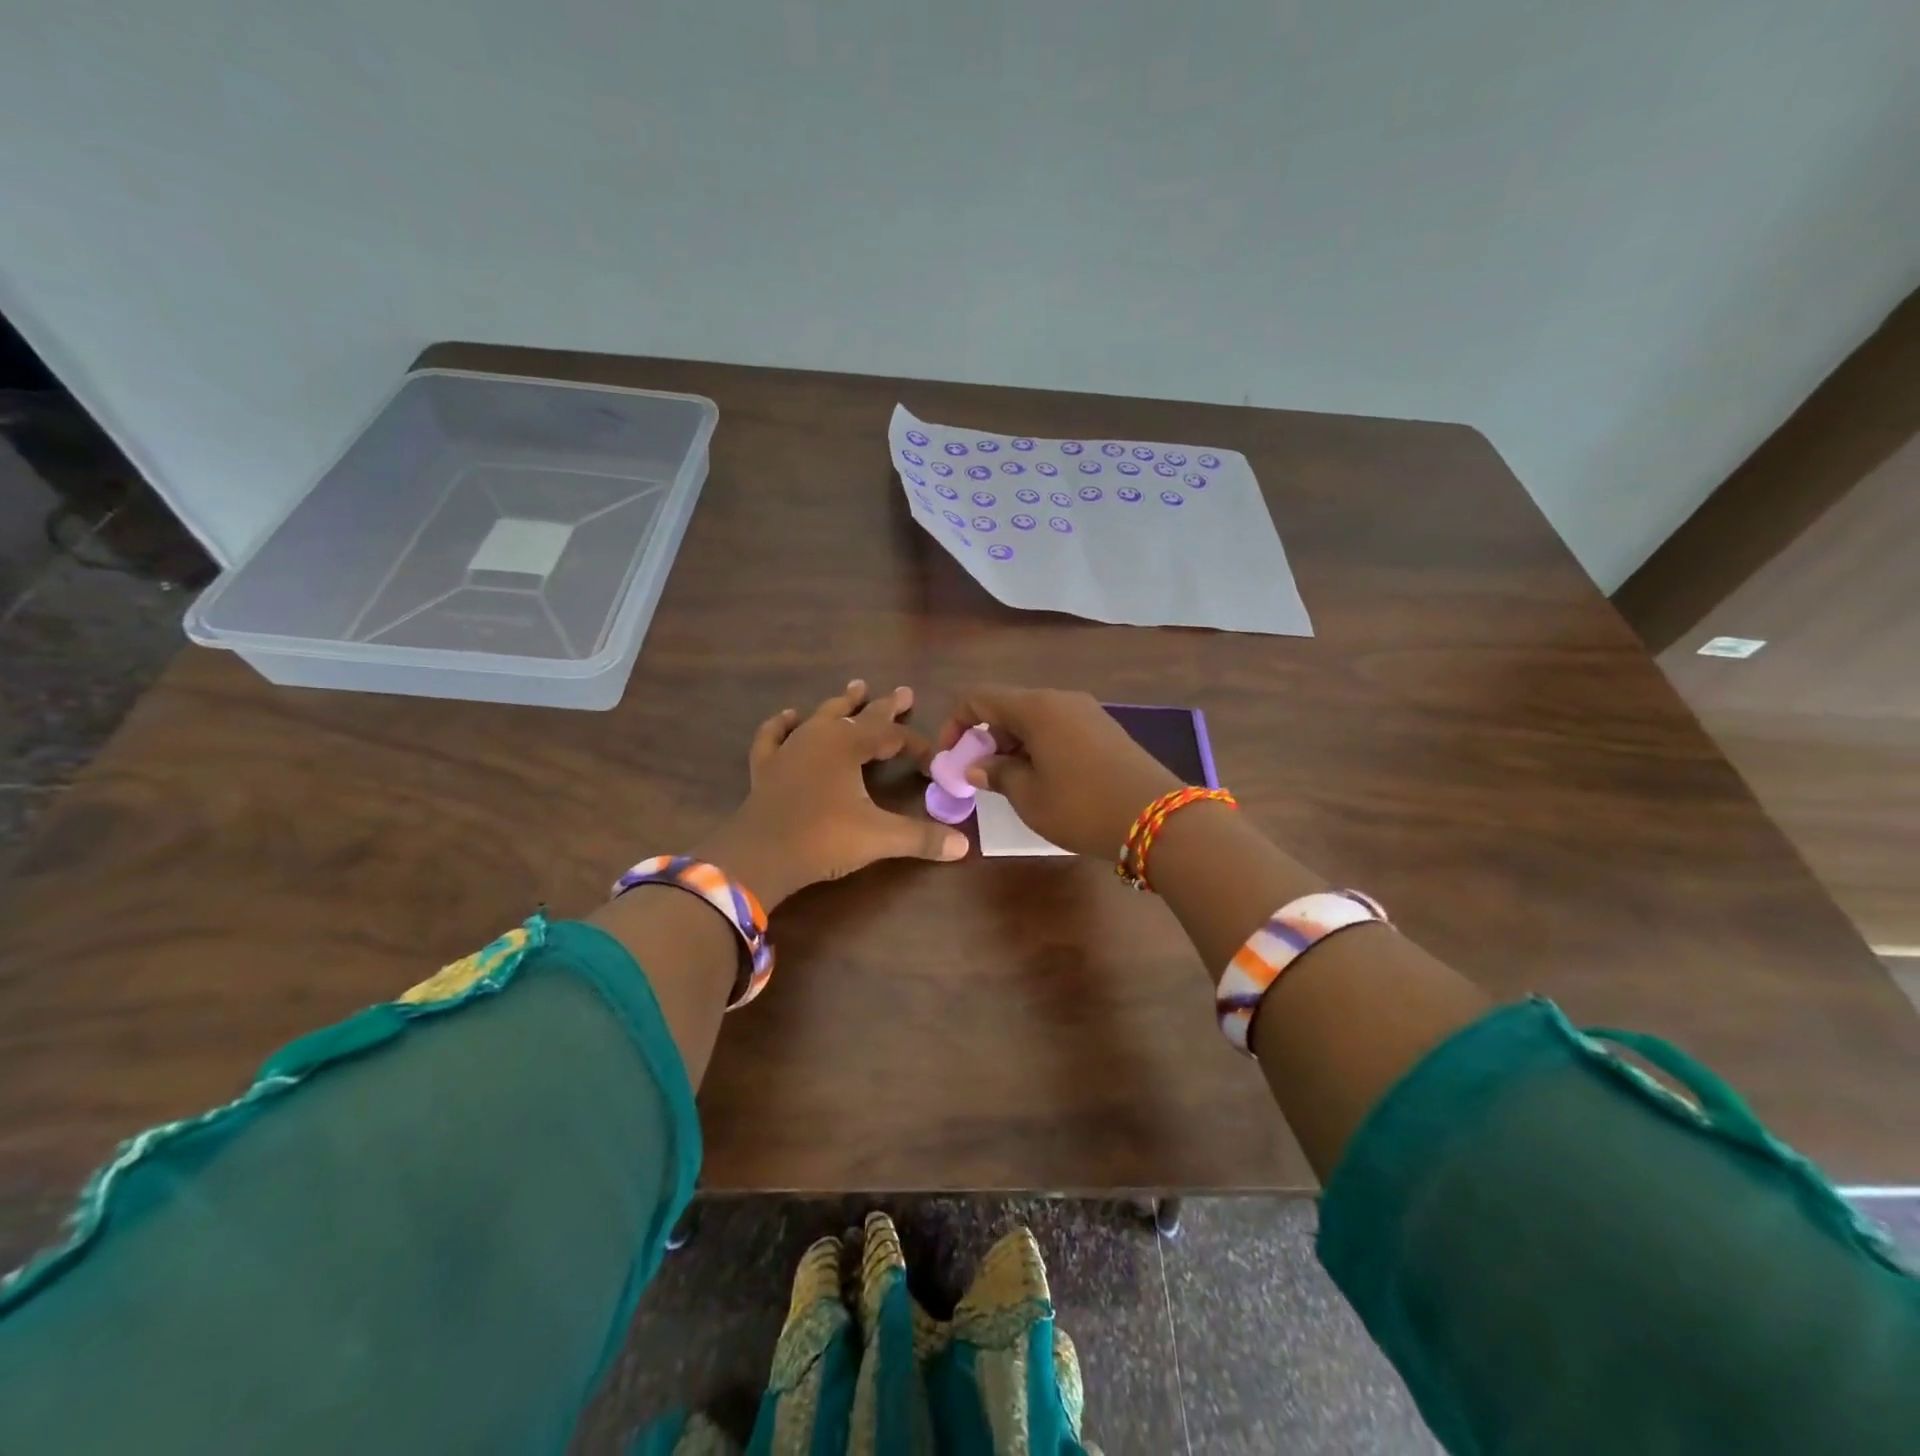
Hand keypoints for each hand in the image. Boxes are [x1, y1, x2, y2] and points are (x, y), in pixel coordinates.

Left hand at [698, 680, 968, 908]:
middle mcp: (820, 737)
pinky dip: (782, 725)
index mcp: (848, 744)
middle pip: (859, 715)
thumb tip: (964, 846)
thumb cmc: (822, 839)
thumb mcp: (878, 838)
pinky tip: (789, 717)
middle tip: (905, 693)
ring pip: (820, 717)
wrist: (758, 857)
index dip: (917, 746)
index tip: (934, 763)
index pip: (892, 736)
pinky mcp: (766, 768)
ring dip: (840, 704)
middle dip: (884, 706)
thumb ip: (921, 838)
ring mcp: (789, 749)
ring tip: (855, 688)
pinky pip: (774, 736)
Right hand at [931, 686, 1182, 858]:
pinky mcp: (1106, 730)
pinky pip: (1059, 728)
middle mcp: (1061, 699)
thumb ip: (998, 774)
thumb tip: (978, 765)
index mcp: (1036, 707)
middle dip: (986, 737)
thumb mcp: (1029, 796)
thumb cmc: (1081, 806)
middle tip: (980, 775)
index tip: (951, 757)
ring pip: (1035, 719)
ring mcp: (1088, 713)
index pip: (979, 698)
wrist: (1157, 818)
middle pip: (1009, 706)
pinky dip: (1040, 747)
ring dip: (1014, 744)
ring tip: (1010, 782)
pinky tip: (1044, 779)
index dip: (956, 723)